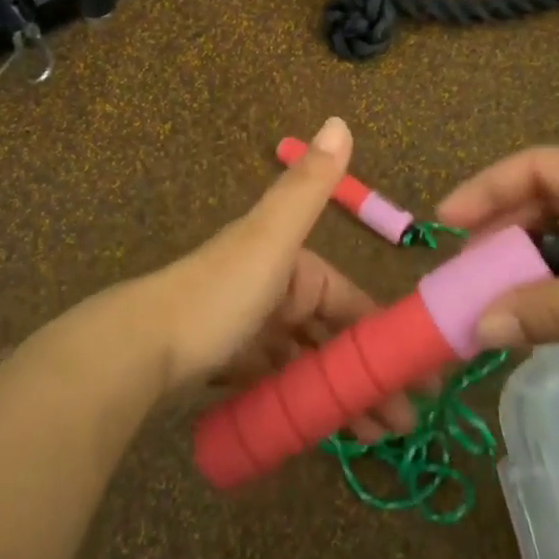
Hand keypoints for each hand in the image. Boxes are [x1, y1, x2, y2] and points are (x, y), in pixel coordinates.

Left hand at [145, 117, 418, 439]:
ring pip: (308, 363)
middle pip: (331, 336)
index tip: (418, 375)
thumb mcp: (271, 236)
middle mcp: (275, 291)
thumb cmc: (220, 293)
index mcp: (292, 262)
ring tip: (375, 438)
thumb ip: (308, 186)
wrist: (140, 347)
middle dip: (366, 374)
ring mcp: (252, 329)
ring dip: (340, 394)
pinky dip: (303, 401)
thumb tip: (341, 120)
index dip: (383, 334)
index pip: (350, 299)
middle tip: (402, 423)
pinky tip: (325, 430)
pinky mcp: (231, 364)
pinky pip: (279, 383)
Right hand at [438, 149, 558, 405]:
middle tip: (469, 273)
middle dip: (505, 231)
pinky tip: (558, 310)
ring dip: (536, 260)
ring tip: (505, 296)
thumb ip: (549, 313)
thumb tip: (477, 327)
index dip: (484, 190)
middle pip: (550, 196)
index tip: (444, 226)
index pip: (535, 166)